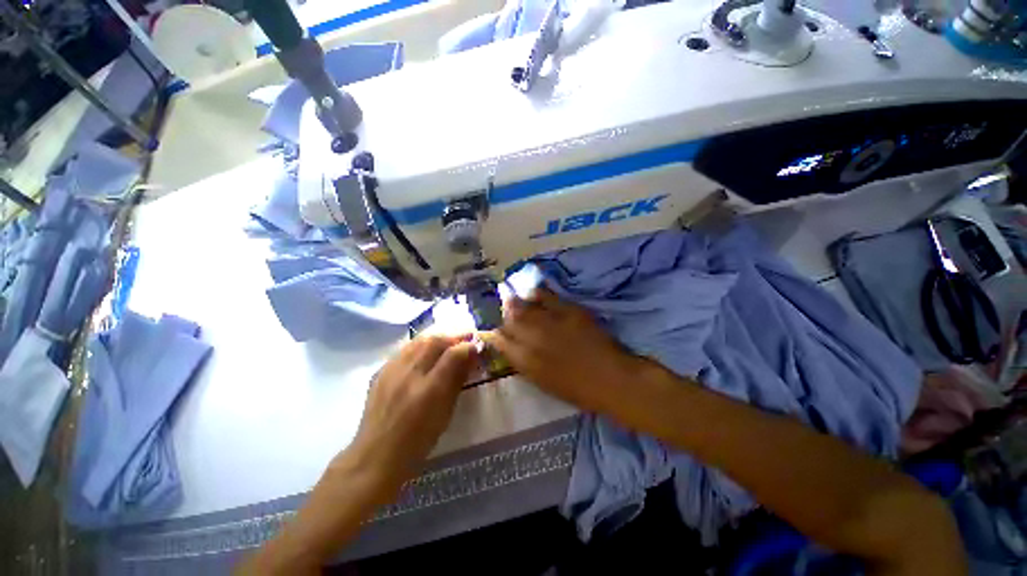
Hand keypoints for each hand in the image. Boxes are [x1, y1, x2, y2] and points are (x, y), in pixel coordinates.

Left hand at [346, 335, 478, 489]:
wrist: (377, 455)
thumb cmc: (419, 439)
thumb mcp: (446, 411)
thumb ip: (458, 379)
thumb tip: (471, 355)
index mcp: (429, 389)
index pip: (452, 354)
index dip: (467, 345)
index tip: (477, 345)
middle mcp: (409, 374)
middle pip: (434, 340)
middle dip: (453, 336)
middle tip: (465, 339)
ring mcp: (391, 371)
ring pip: (418, 341)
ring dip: (437, 338)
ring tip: (447, 342)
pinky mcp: (381, 371)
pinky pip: (405, 349)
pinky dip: (420, 345)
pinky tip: (425, 352)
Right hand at [480, 288, 645, 415]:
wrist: (611, 379)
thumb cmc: (576, 390)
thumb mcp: (543, 382)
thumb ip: (525, 363)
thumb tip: (514, 349)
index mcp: (525, 361)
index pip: (500, 341)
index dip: (496, 334)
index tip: (497, 330)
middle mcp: (532, 339)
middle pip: (510, 321)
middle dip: (505, 316)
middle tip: (506, 311)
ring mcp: (549, 322)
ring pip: (525, 308)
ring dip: (517, 304)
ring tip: (513, 299)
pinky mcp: (567, 311)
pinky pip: (546, 297)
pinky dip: (537, 294)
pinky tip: (533, 293)